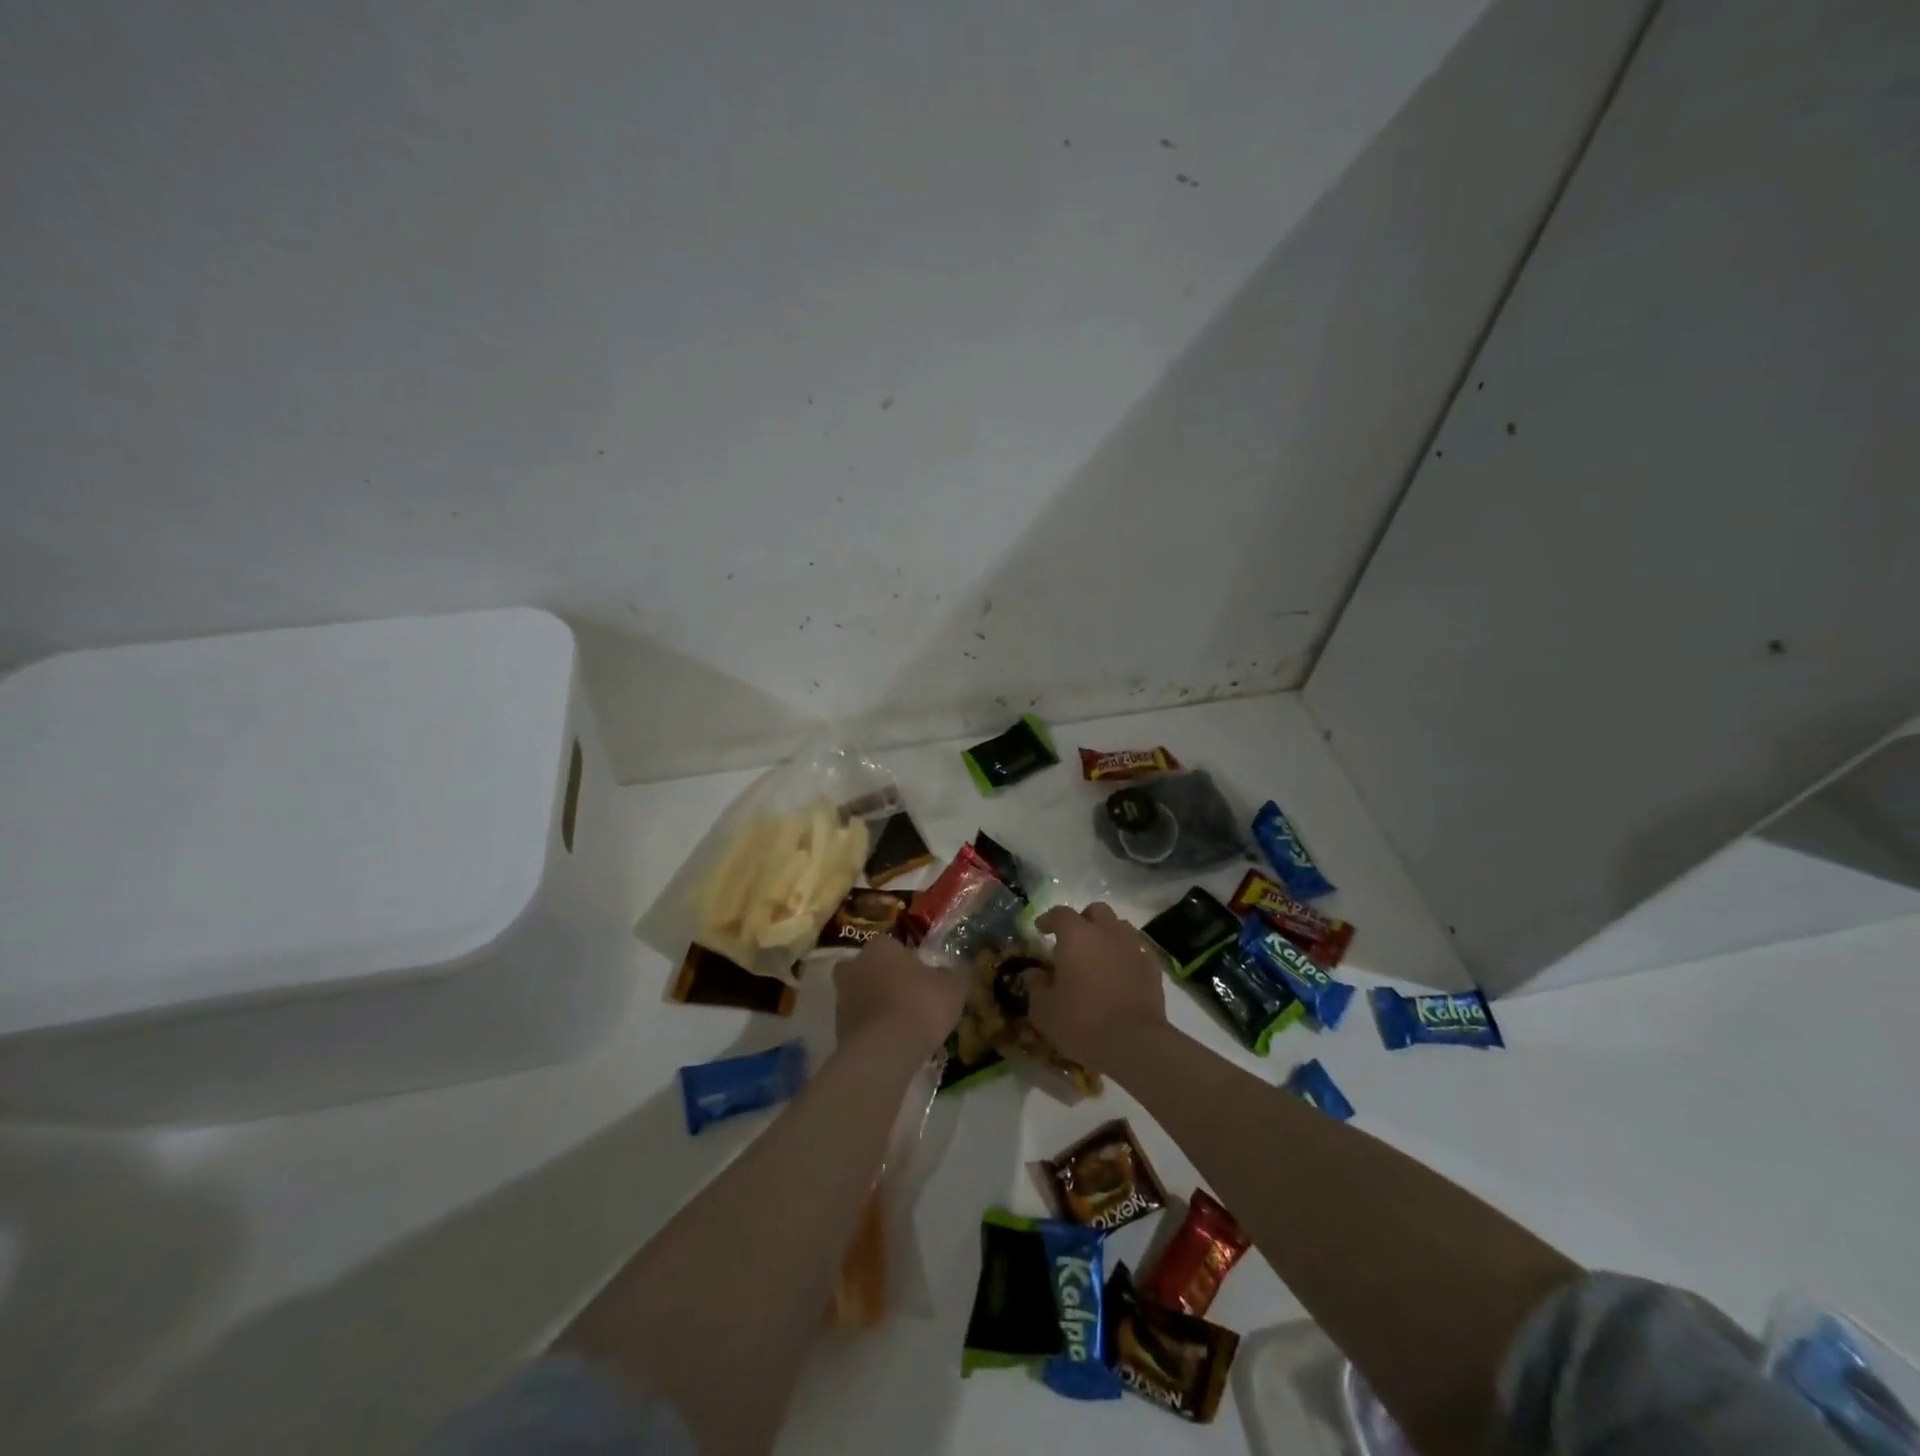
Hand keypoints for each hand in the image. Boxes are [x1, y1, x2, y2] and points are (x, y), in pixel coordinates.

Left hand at [833, 937, 965, 1058]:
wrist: (884, 1051)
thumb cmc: (921, 1005)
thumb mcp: (954, 987)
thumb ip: (956, 974)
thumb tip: (959, 970)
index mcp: (881, 946)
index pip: (894, 945)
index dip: (910, 961)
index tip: (924, 978)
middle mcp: (855, 965)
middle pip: (872, 968)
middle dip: (886, 980)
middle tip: (910, 998)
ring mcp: (842, 997)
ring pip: (863, 995)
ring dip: (878, 1006)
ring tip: (904, 1026)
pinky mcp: (837, 1028)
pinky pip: (860, 1023)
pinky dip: (873, 1030)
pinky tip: (893, 1043)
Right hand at [1029, 903, 1165, 1070]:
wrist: (1135, 1043)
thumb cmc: (1082, 1022)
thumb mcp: (1044, 1010)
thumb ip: (1035, 986)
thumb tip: (1033, 973)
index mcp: (1076, 936)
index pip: (1060, 914)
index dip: (1049, 919)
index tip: (1041, 929)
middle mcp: (1106, 932)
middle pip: (1096, 911)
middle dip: (1083, 920)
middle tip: (1073, 941)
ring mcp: (1133, 947)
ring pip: (1119, 926)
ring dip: (1107, 934)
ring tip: (1098, 955)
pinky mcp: (1152, 967)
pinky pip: (1136, 949)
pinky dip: (1126, 955)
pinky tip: (1120, 973)